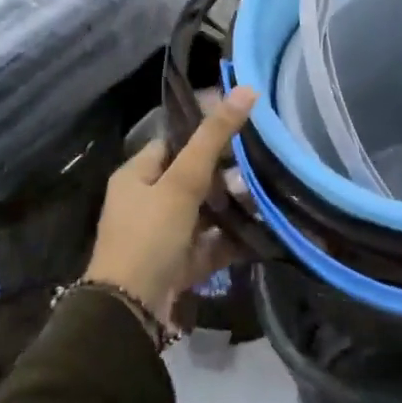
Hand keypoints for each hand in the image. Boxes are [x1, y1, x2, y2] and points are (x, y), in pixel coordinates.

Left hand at [85, 87, 256, 319]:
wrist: (130, 313)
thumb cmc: (149, 236)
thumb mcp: (182, 181)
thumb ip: (213, 138)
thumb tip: (246, 89)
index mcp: (137, 176)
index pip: (174, 142)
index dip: (206, 132)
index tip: (245, 125)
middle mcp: (148, 201)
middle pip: (194, 177)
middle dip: (228, 173)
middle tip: (264, 161)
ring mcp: (164, 235)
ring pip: (206, 211)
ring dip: (235, 206)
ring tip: (271, 193)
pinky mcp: (180, 264)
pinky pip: (212, 243)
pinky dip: (234, 238)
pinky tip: (264, 230)